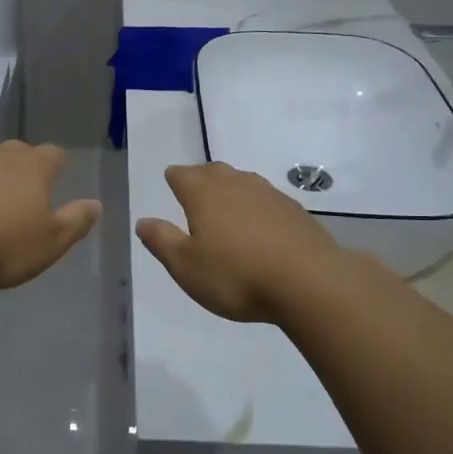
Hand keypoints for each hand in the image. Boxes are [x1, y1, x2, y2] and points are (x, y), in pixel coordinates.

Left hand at [0, 141, 101, 290]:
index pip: (53, 154)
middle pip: (16, 152)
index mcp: (33, 169)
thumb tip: (95, 204)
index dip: (56, 165)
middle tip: (19, 193)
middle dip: (20, 166)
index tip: (55, 177)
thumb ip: (76, 221)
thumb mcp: (51, 243)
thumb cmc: (3, 246)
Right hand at [136, 162, 343, 323]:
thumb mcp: (186, 266)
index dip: (174, 179)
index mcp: (203, 194)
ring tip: (225, 208)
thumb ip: (162, 240)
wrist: (309, 282)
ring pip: (242, 182)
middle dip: (201, 178)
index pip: (181, 175)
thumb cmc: (236, 275)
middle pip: (213, 171)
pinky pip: (266, 200)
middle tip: (195, 192)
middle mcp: (235, 184)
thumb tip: (143, 221)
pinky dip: (256, 207)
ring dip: (230, 190)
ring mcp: (269, 194)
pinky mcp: (294, 210)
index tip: (171, 184)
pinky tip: (259, 227)